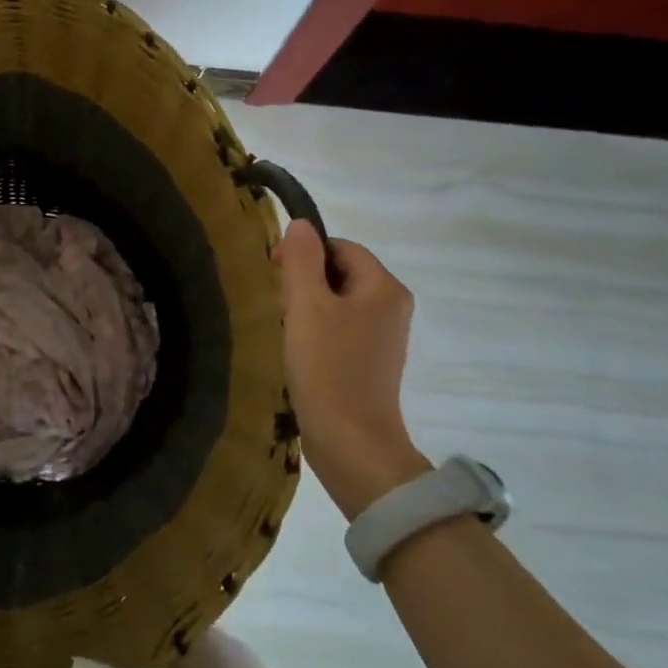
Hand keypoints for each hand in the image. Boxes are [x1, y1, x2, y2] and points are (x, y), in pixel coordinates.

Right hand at [274, 220, 431, 519]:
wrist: (351, 441)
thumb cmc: (327, 367)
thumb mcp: (306, 305)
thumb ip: (301, 259)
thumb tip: (301, 225)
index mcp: (384, 287)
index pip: (340, 246)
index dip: (305, 253)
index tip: (275, 275)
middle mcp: (392, 307)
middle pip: (340, 273)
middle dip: (304, 283)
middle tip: (279, 307)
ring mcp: (384, 338)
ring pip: (337, 302)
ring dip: (307, 309)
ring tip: (286, 331)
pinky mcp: (370, 363)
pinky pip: (340, 330)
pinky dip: (316, 333)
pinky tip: (298, 353)